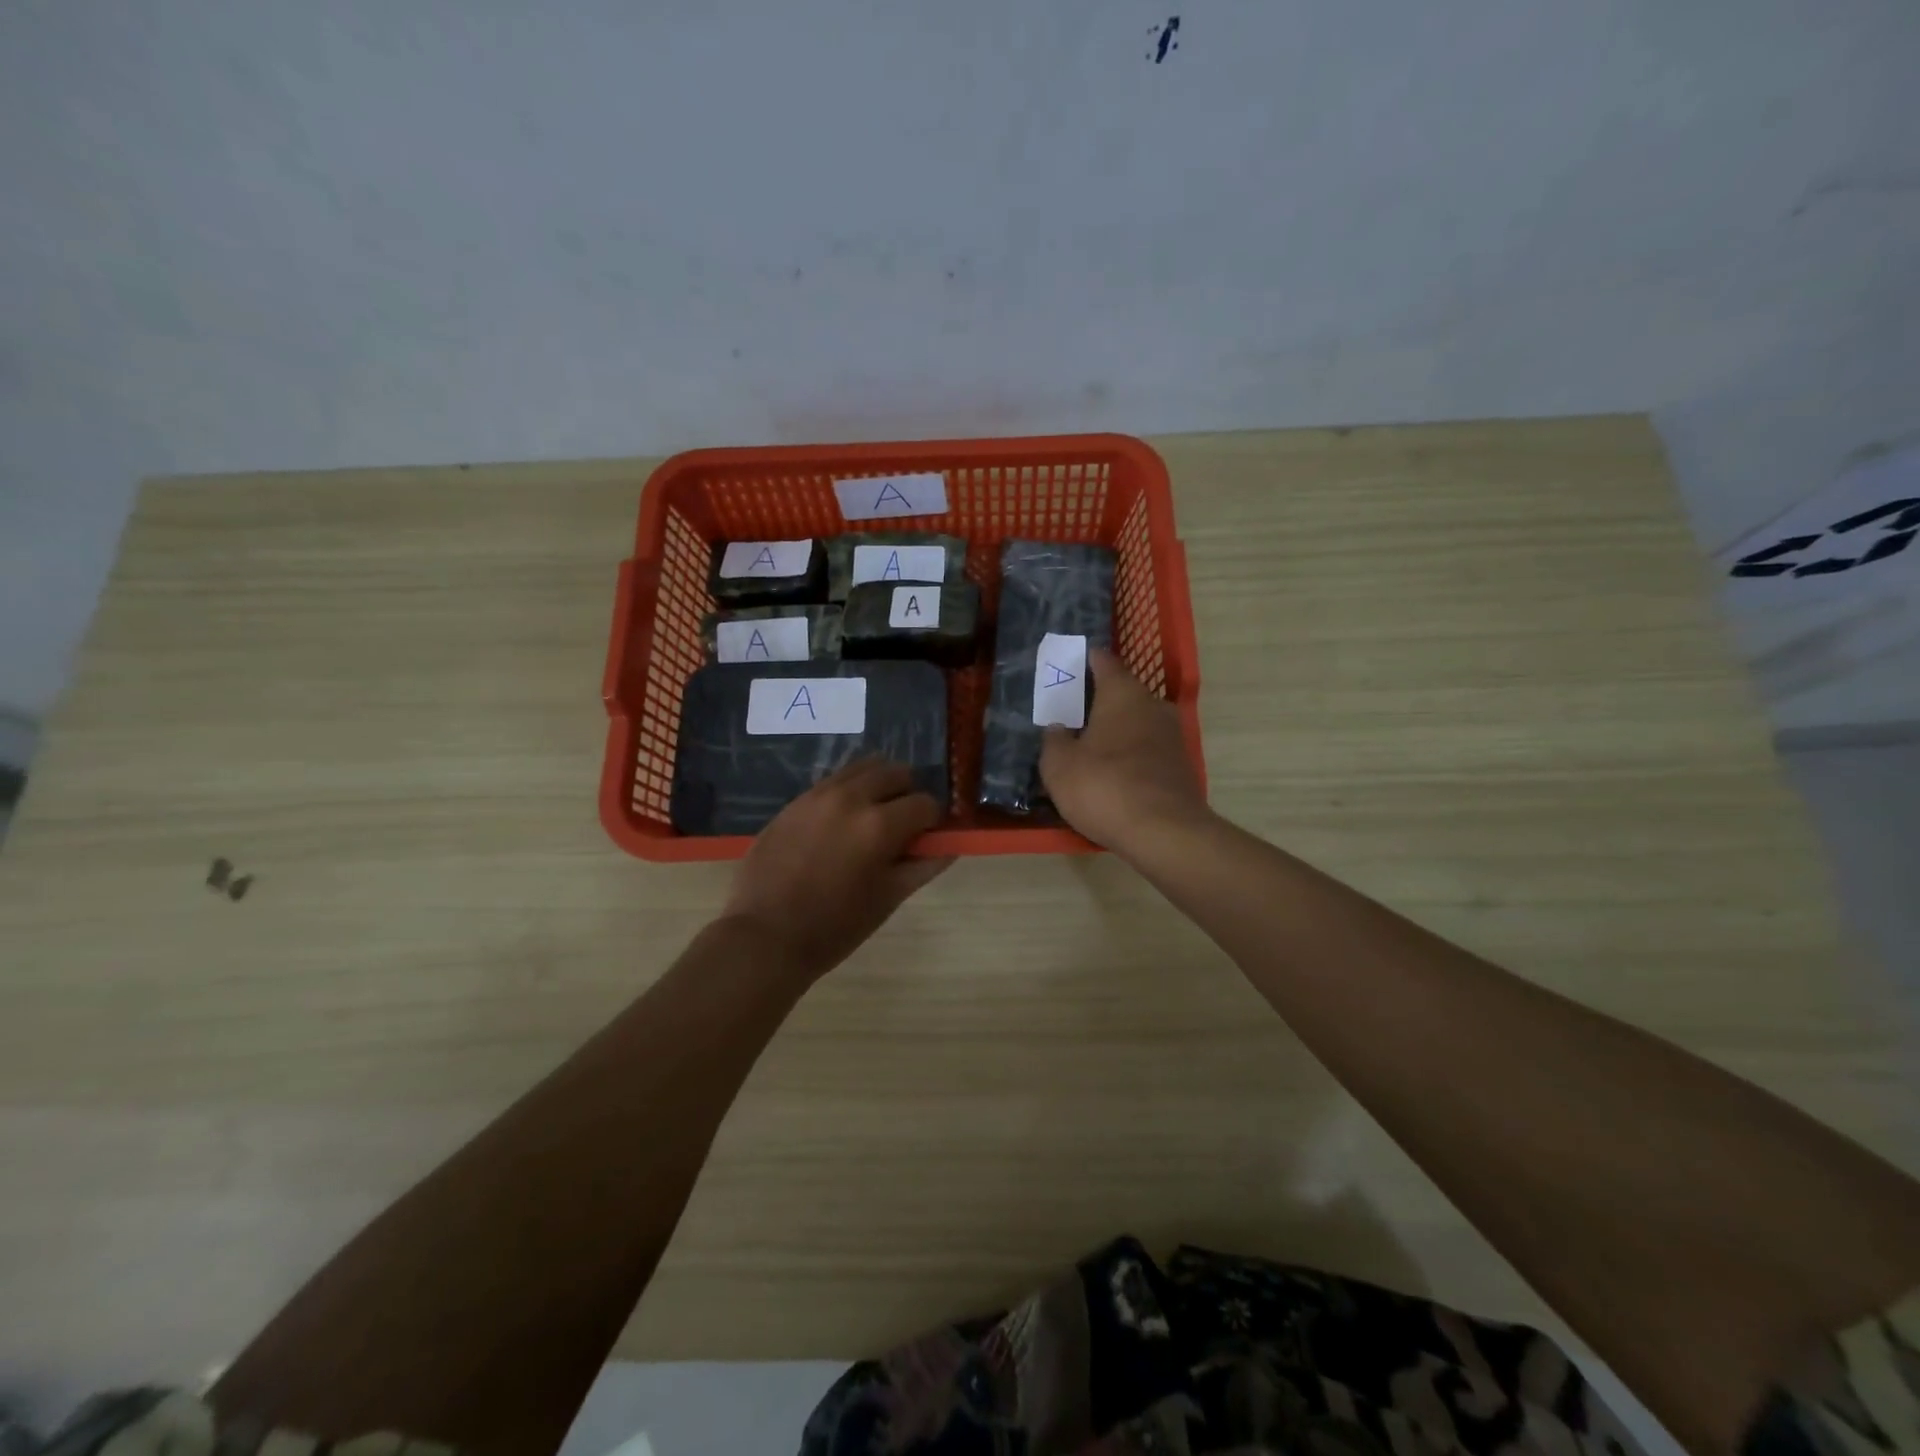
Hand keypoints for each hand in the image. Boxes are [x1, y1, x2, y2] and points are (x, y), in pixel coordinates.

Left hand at [721, 759, 951, 979]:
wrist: (764, 936)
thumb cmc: (835, 927)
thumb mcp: (887, 899)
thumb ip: (923, 866)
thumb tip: (949, 846)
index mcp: (879, 824)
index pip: (925, 803)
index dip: (932, 822)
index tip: (925, 839)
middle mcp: (851, 797)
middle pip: (896, 772)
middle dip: (907, 794)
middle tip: (901, 826)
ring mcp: (818, 795)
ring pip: (862, 768)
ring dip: (877, 786)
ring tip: (871, 819)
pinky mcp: (794, 801)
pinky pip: (832, 782)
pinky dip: (848, 793)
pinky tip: (840, 825)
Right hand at [1039, 648, 1209, 852]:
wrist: (1164, 832)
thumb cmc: (1104, 787)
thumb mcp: (1059, 765)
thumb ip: (1054, 740)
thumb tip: (1058, 727)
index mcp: (1122, 694)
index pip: (1104, 662)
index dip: (1086, 660)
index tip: (1071, 662)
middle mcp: (1152, 706)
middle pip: (1123, 693)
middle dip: (1099, 699)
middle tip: (1072, 710)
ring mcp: (1172, 736)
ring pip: (1137, 723)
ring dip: (1116, 730)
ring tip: (1088, 744)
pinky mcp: (1179, 767)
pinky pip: (1146, 750)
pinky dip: (1129, 755)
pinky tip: (1112, 772)